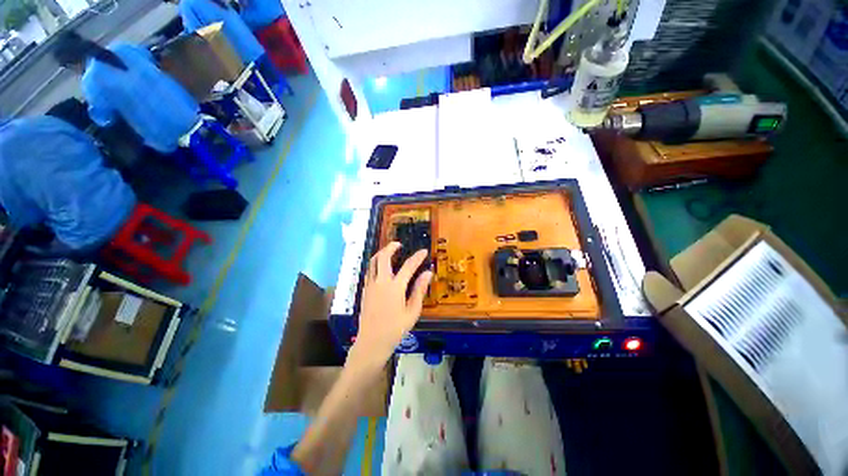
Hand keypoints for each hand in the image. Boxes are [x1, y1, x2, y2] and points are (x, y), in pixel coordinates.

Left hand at [352, 242, 432, 365]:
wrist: (371, 343)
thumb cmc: (395, 329)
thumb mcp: (412, 312)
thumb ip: (419, 290)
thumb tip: (428, 273)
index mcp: (395, 288)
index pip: (408, 266)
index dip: (417, 257)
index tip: (423, 251)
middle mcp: (381, 282)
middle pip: (383, 257)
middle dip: (391, 247)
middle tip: (398, 244)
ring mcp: (370, 285)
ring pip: (373, 262)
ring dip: (381, 253)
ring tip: (389, 251)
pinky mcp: (365, 290)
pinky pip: (369, 271)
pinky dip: (375, 263)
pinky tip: (381, 267)